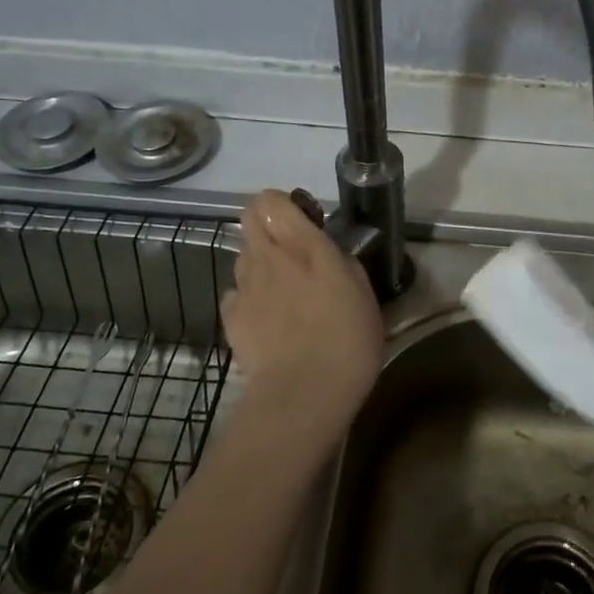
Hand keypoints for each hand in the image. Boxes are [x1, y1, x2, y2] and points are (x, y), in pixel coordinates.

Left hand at [222, 189, 382, 442]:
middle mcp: (269, 258)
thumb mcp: (364, 294)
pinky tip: (267, 320)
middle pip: (249, 219)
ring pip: (243, 256)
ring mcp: (245, 287)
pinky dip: (249, 299)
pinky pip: (236, 293)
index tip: (302, 221)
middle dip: (265, 225)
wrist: (304, 392)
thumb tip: (329, 254)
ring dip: (260, 263)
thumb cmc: (347, 341)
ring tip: (282, 292)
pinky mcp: (230, 317)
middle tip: (290, 250)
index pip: (273, 201)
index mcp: (305, 246)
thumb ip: (342, 264)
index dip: (282, 205)